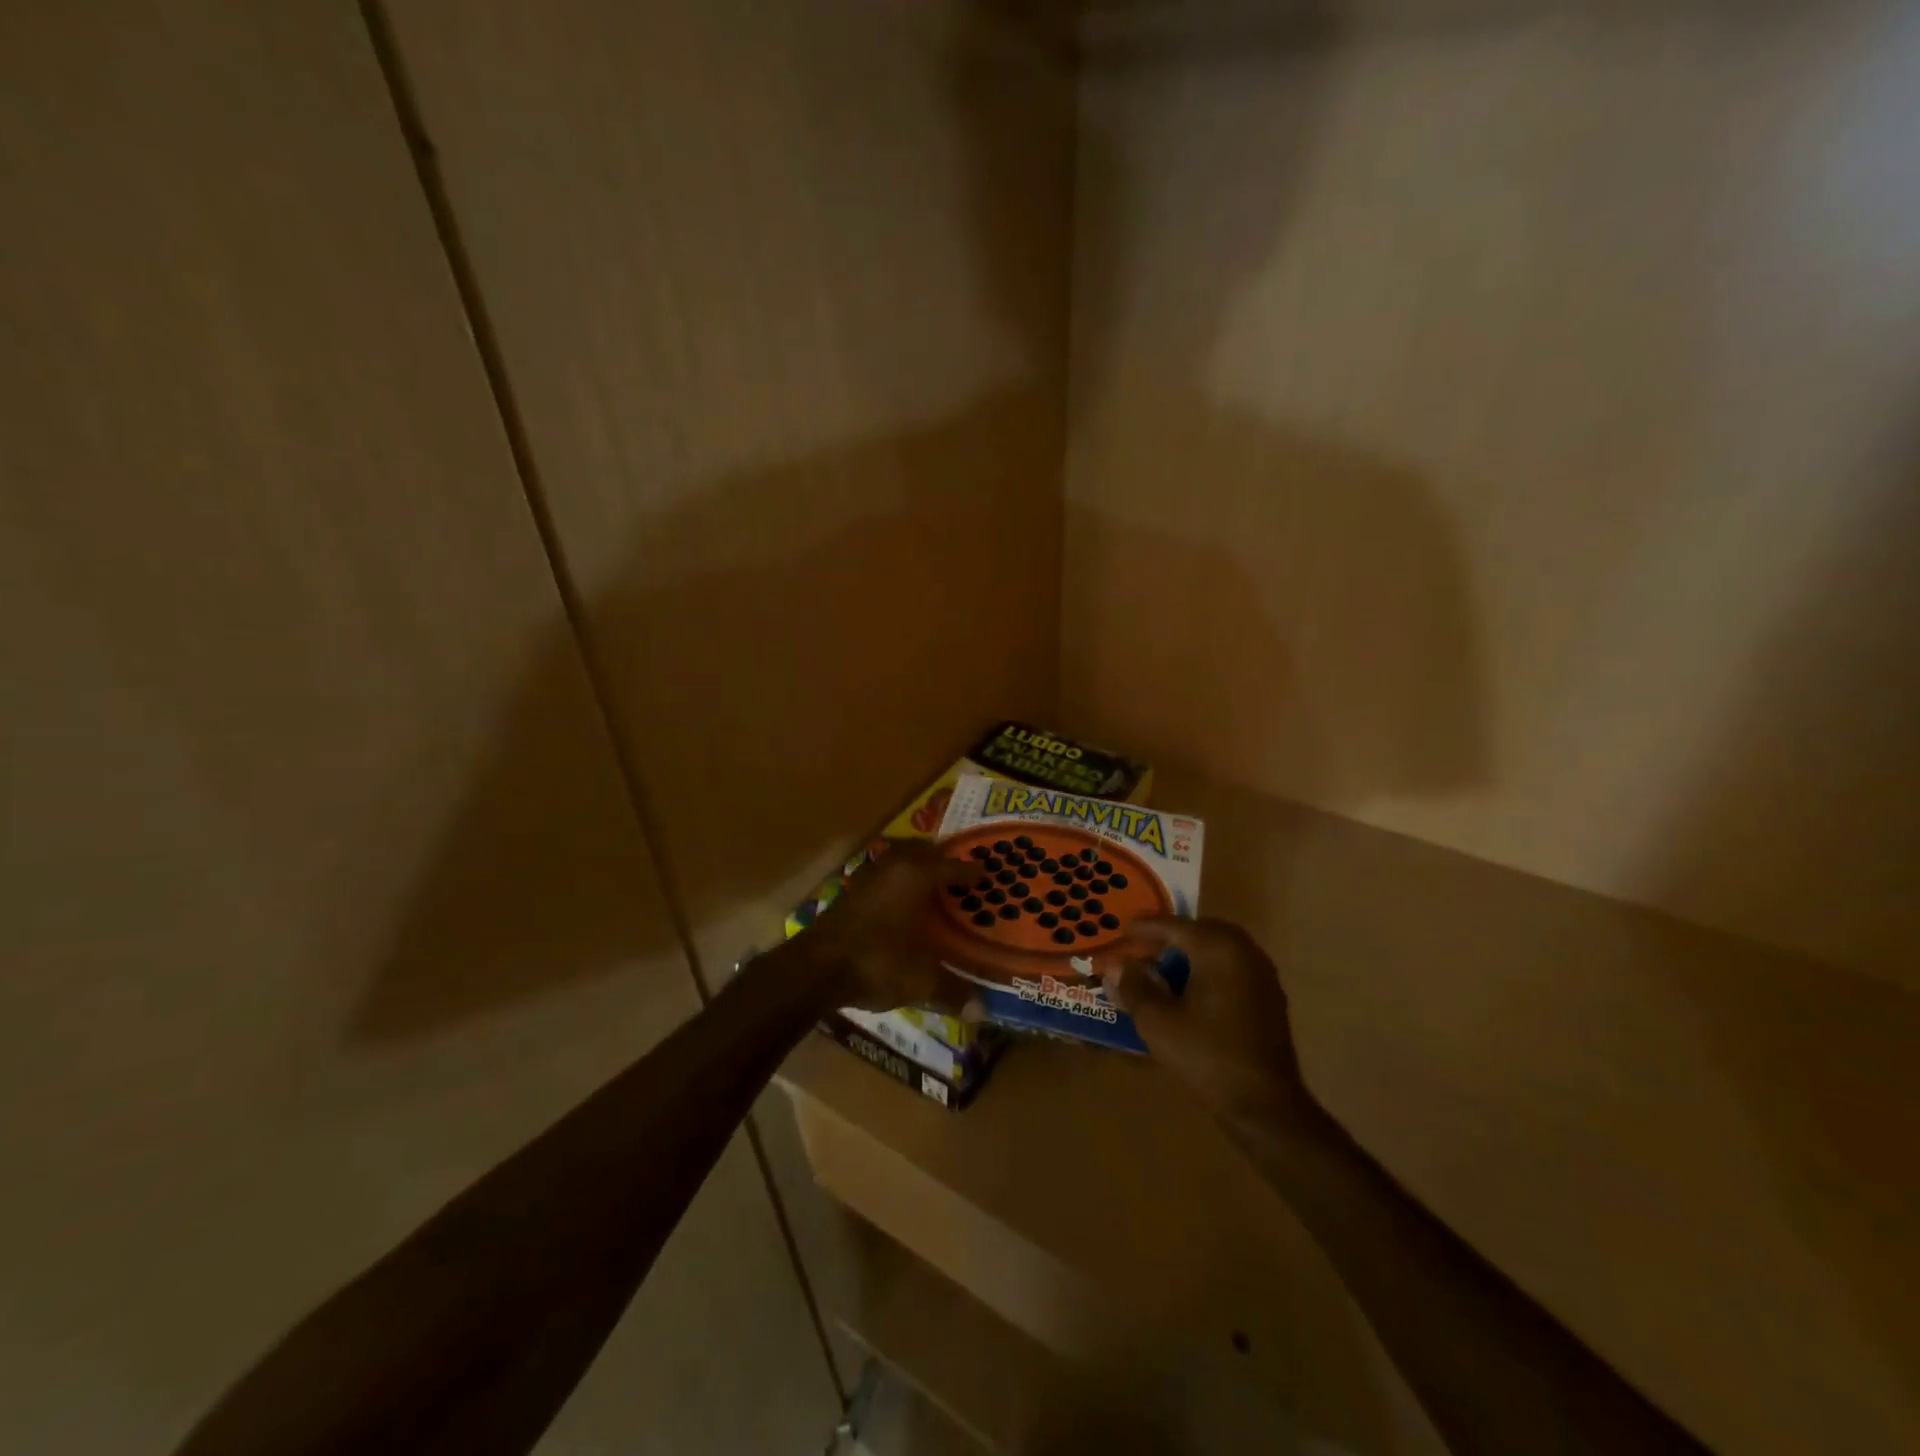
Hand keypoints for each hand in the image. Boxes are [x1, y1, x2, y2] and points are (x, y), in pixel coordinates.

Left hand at [801, 841, 976, 1011]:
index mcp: (916, 876)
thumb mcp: (921, 980)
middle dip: (940, 859)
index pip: (951, 866)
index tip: (985, 874)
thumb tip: (982, 1011)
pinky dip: (894, 880)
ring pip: (896, 859)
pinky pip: (881, 875)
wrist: (816, 968)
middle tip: (957, 873)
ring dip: (913, 865)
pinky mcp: (848, 892)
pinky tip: (897, 901)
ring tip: (929, 882)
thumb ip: (952, 991)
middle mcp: (892, 867)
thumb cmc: (878, 962)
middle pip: (921, 851)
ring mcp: (866, 877)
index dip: (970, 871)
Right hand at [1099, 917, 1309, 1122]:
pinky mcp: (1269, 998)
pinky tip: (1191, 992)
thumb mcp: (1157, 1021)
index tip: (1122, 930)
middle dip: (1170, 937)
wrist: (1264, 1105)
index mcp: (1217, 949)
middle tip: (1142, 948)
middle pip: (1200, 931)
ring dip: (1190, 953)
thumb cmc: (1206, 1055)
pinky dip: (1208, 970)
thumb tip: (1116, 966)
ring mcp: (1262, 975)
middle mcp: (1244, 951)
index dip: (1145, 928)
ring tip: (1163, 970)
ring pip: (1218, 949)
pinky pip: (1232, 968)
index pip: (1174, 926)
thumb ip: (1133, 987)